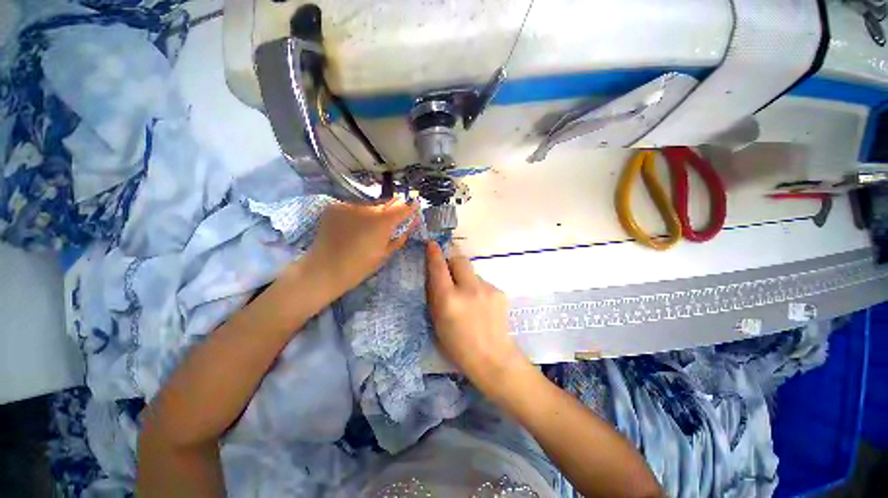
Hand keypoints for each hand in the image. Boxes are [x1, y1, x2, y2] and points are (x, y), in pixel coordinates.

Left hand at [300, 200, 417, 300]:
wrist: (325, 269)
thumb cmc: (360, 266)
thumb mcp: (385, 253)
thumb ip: (401, 235)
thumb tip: (413, 223)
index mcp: (382, 222)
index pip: (403, 207)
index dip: (411, 206)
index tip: (415, 205)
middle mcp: (367, 208)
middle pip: (386, 203)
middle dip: (391, 210)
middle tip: (388, 222)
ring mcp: (349, 205)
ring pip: (369, 205)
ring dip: (373, 213)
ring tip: (366, 228)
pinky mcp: (335, 206)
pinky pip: (353, 207)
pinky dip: (356, 214)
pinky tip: (351, 227)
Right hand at [425, 241, 527, 389]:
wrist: (493, 358)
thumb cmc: (458, 346)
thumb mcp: (437, 322)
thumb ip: (436, 295)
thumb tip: (436, 275)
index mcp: (449, 300)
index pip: (439, 268)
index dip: (434, 254)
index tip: (432, 244)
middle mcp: (468, 289)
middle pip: (459, 260)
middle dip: (452, 262)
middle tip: (450, 274)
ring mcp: (487, 289)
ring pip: (472, 273)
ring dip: (466, 279)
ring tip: (469, 299)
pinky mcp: (499, 291)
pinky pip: (483, 283)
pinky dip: (478, 289)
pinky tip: (481, 306)